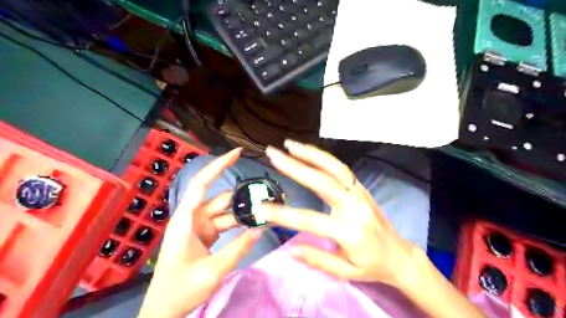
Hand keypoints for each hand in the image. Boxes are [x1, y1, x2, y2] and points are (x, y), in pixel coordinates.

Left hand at [138, 149, 262, 317]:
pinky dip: (238, 224)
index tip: (237, 152)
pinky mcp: (205, 236)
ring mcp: (199, 227)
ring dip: (243, 213)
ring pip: (225, 213)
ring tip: (265, 213)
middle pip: (221, 200)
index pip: (202, 184)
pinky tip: (254, 225)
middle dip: (242, 198)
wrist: (164, 311)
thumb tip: (261, 229)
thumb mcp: (212, 270)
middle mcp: (192, 218)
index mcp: (186, 219)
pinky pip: (224, 224)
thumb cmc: (180, 289)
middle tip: (267, 196)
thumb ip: (239, 248)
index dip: (219, 165)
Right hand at [261, 142, 418, 288]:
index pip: (310, 220)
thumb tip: (290, 248)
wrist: (400, 255)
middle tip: (273, 155)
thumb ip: (317, 259)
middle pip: (322, 181)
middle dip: (295, 167)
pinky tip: (308, 152)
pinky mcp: (361, 187)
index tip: (262, 208)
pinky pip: (340, 168)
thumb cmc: (371, 266)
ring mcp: (359, 193)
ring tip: (289, 145)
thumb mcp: (345, 272)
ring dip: (310, 154)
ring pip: (334, 167)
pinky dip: (323, 157)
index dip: (283, 214)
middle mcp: (354, 207)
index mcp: (349, 232)